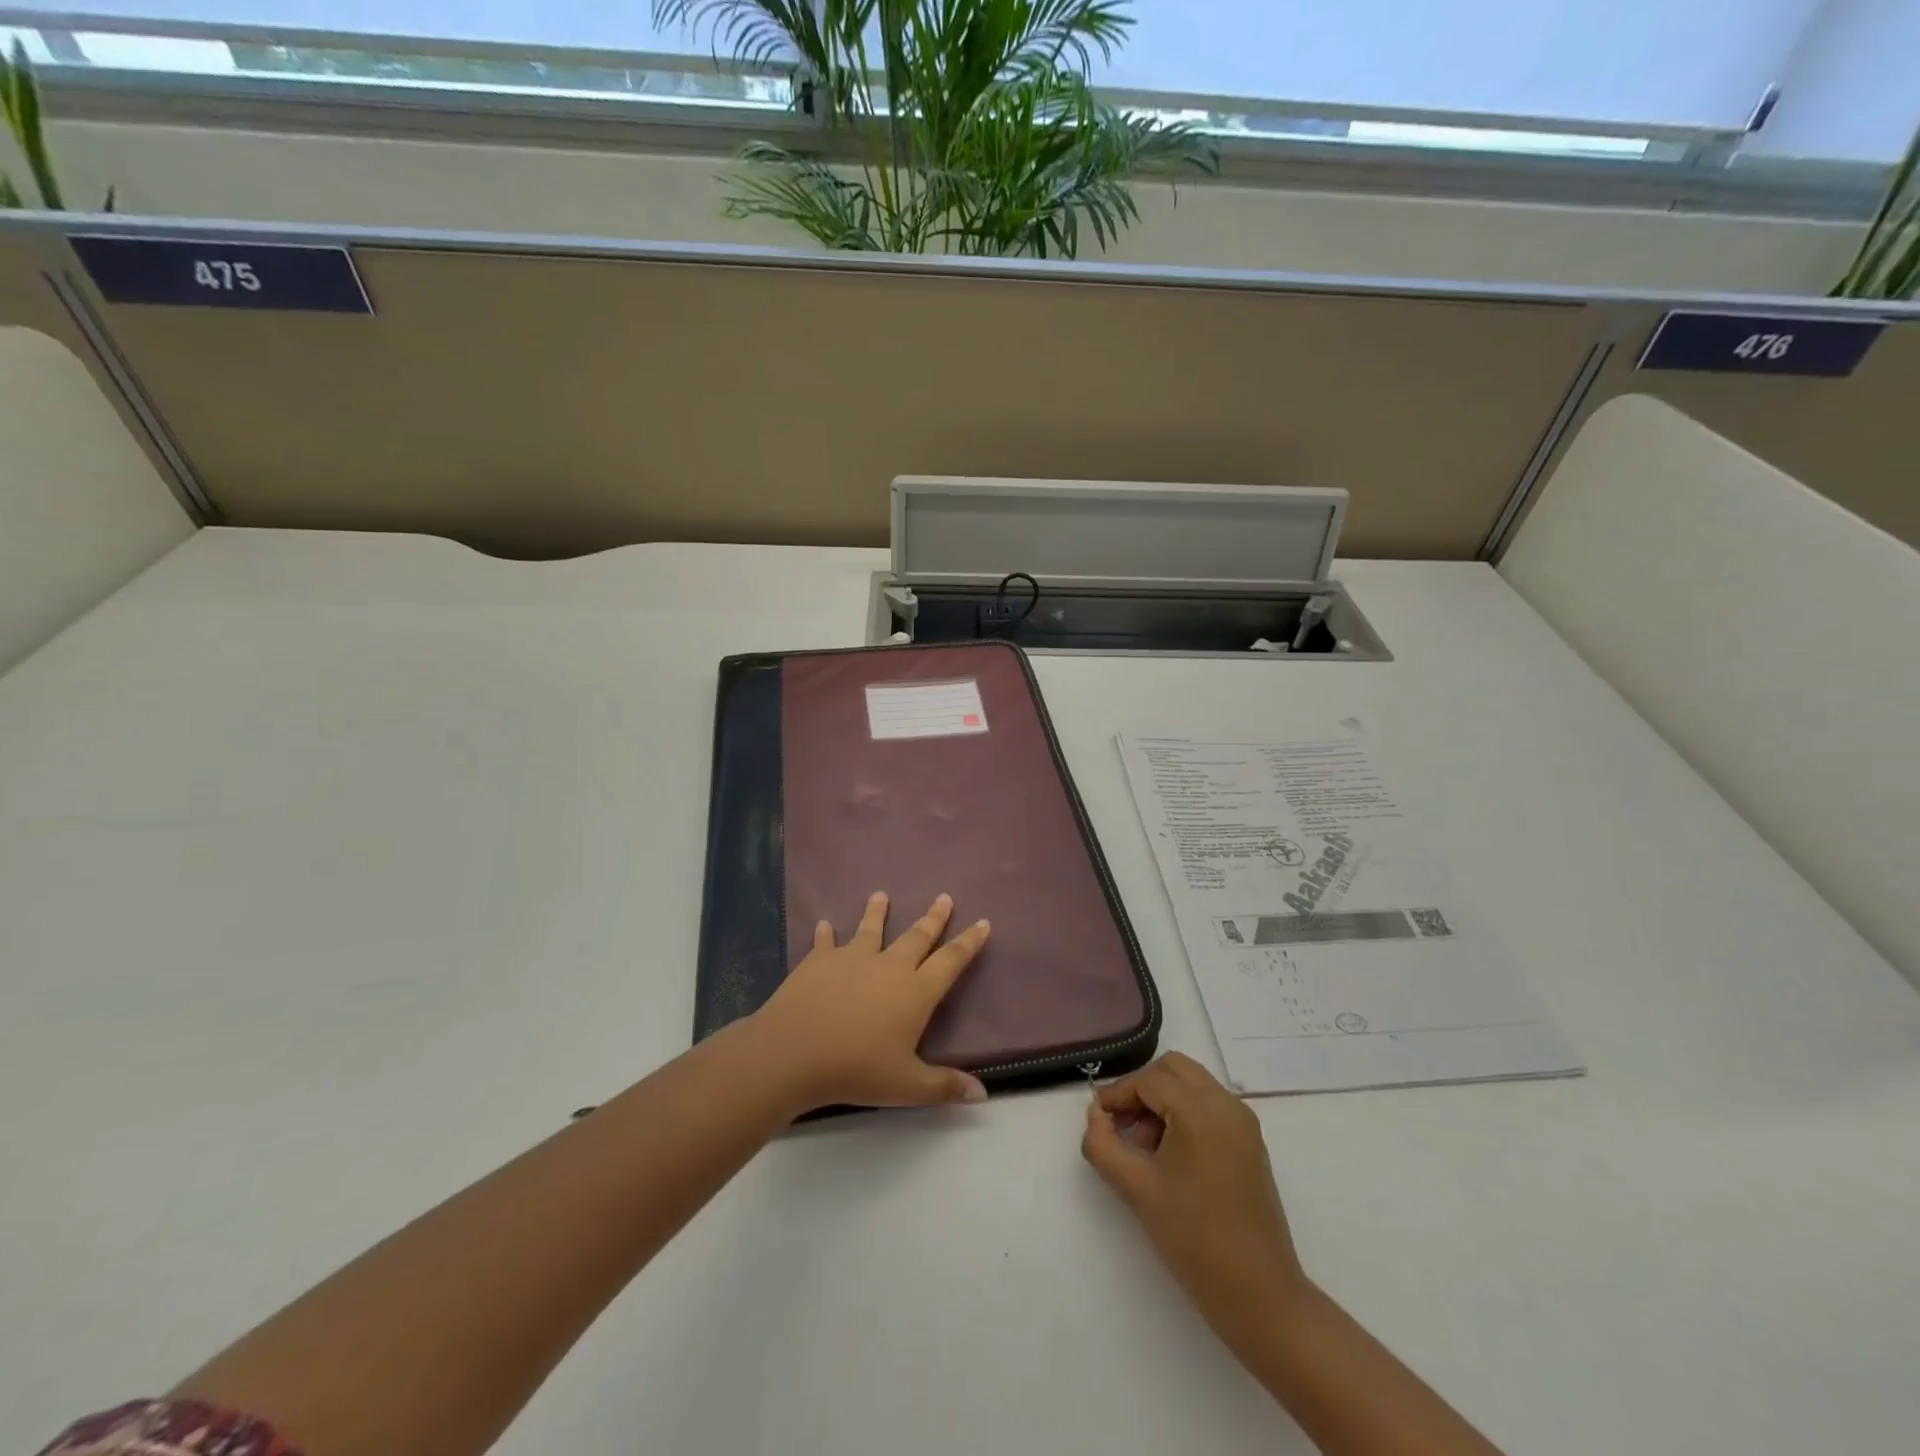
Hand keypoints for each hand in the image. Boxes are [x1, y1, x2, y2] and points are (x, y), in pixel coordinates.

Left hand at [747, 891, 991, 1113]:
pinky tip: (824, 924)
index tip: (983, 922)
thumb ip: (944, 1087)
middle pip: (917, 936)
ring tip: (881, 894)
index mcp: (916, 992)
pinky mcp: (819, 960)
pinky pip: (825, 943)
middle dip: (933, 918)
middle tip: (944, 897)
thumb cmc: (856, 1070)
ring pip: (871, 930)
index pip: (951, 961)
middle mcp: (889, 966)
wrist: (794, 1051)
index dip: (969, 942)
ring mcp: (852, 958)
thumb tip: (983, 1095)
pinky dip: (826, 934)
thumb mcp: (907, 1087)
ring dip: (878, 912)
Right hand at [1082, 1053, 1309, 1344]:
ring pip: (1192, 1084)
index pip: (1148, 1080)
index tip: (1098, 1119)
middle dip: (1142, 1088)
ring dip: (1162, 1100)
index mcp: (1200, 1110)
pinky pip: (1209, 1105)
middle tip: (1122, 1125)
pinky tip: (1170, 1156)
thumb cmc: (1194, 1238)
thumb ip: (1103, 1144)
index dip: (1118, 1094)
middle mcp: (1226, 1104)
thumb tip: (1096, 1117)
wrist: (1260, 1295)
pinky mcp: (1251, 1142)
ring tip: (1144, 1148)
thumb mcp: (1136, 1189)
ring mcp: (1243, 1122)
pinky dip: (1184, 1113)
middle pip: (1173, 1069)